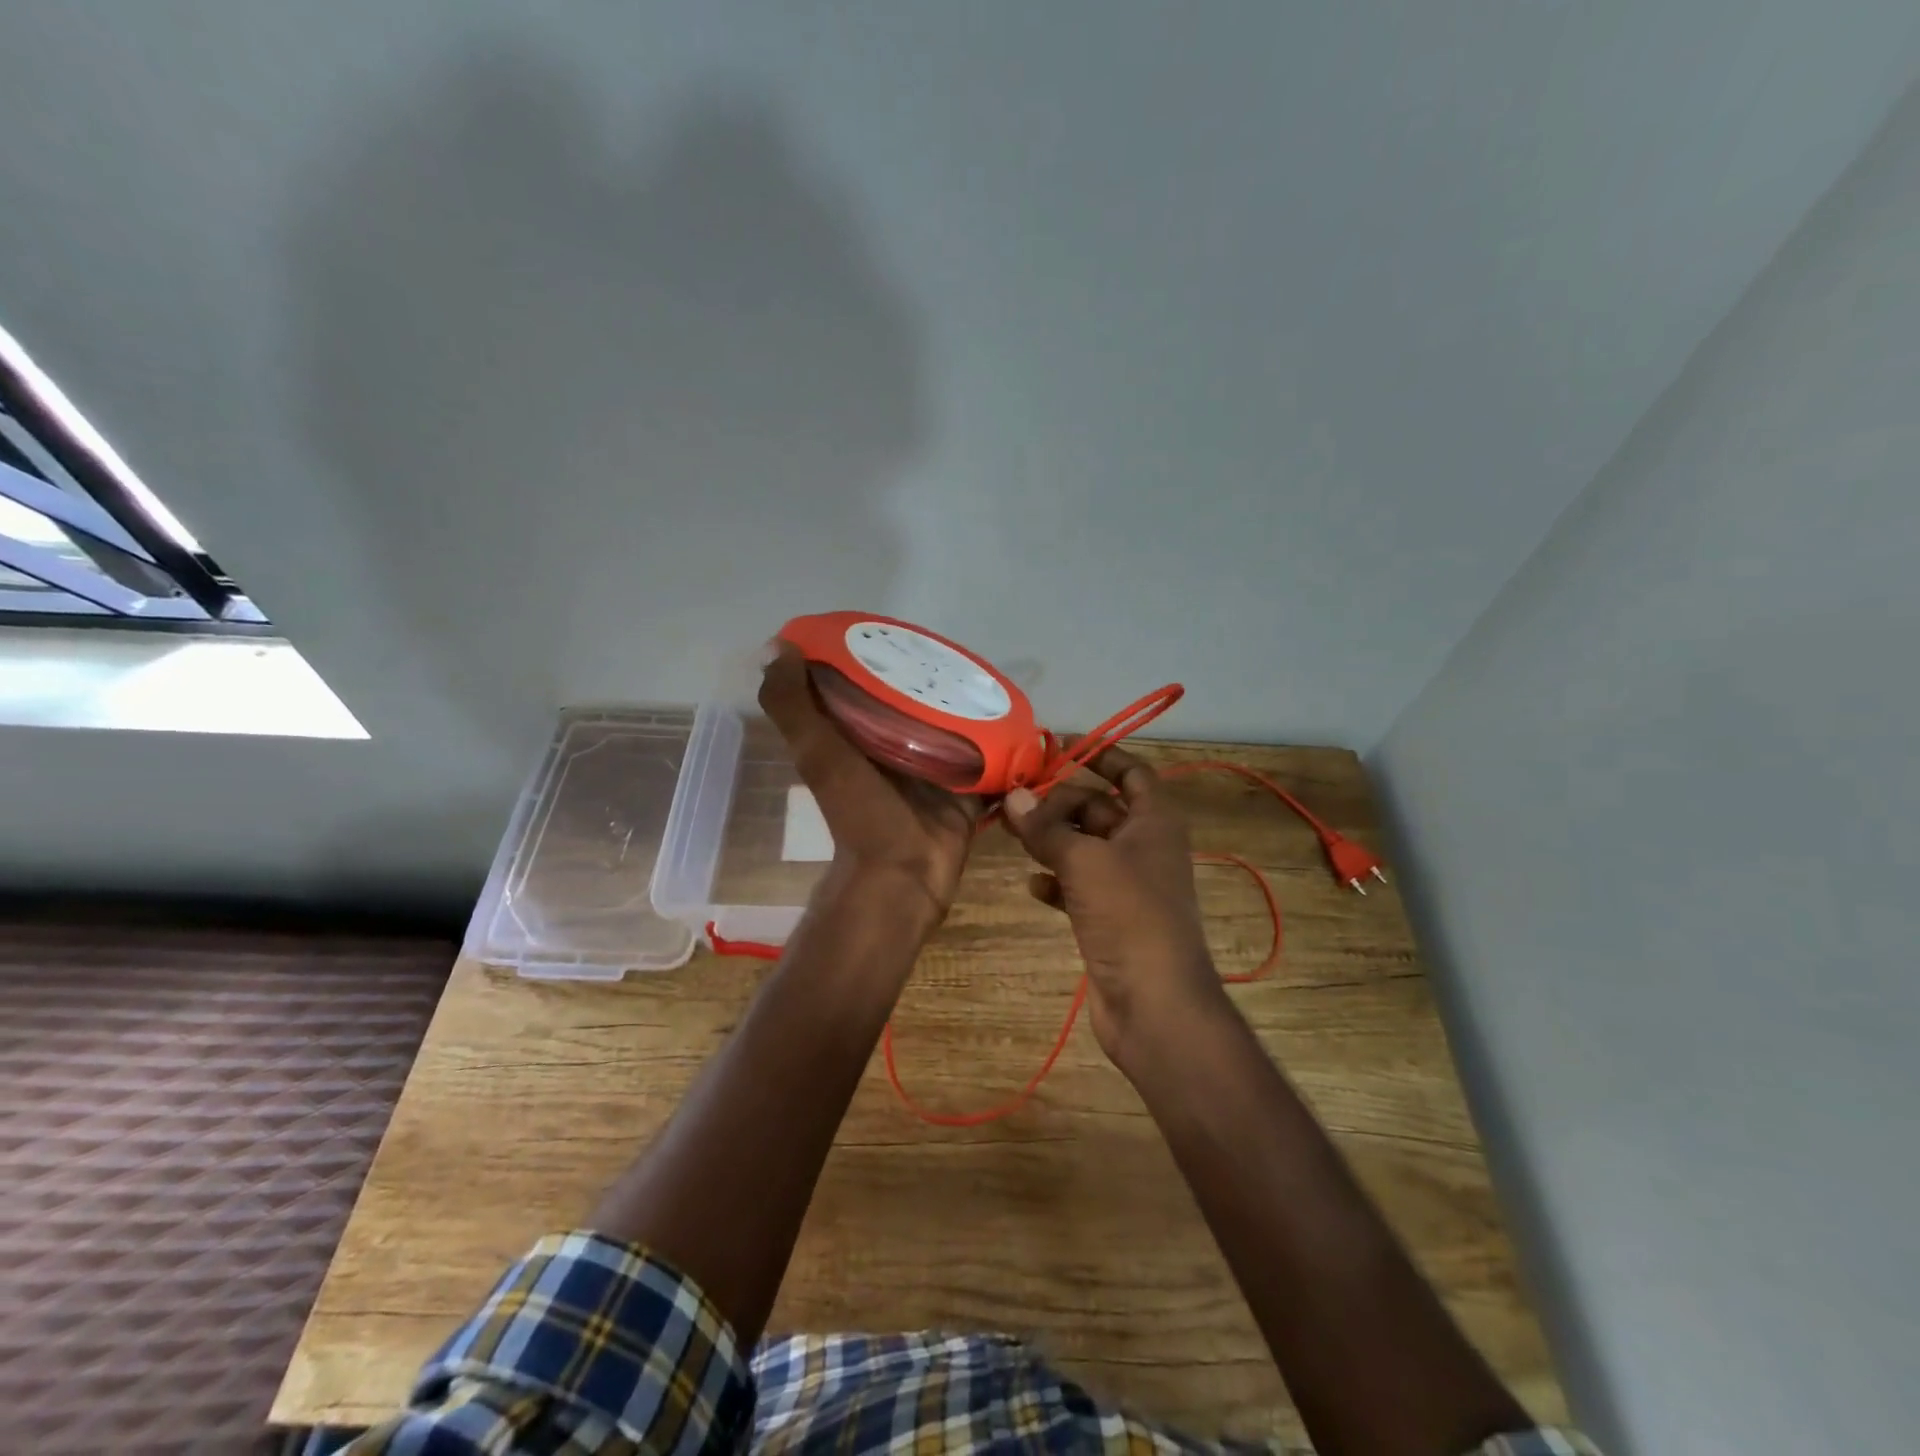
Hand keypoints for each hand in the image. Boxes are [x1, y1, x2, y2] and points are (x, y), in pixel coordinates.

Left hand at [759, 642, 979, 927]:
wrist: (903, 874)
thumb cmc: (859, 811)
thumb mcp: (818, 754)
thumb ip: (792, 706)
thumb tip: (776, 646)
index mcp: (858, 734)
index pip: (866, 683)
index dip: (875, 654)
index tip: (896, 627)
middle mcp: (895, 745)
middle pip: (916, 700)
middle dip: (933, 676)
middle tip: (960, 650)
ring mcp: (934, 766)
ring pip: (953, 723)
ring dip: (969, 703)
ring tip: (993, 675)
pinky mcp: (967, 784)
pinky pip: (988, 754)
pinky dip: (1000, 737)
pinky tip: (1019, 713)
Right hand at [1002, 747, 1227, 1064]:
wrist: (1155, 1003)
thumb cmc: (1129, 916)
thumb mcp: (1085, 862)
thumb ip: (1047, 828)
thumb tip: (1013, 797)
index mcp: (1155, 823)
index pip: (1133, 772)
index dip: (1102, 755)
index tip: (1061, 745)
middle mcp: (1144, 848)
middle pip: (1100, 809)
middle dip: (1061, 802)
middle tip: (1016, 799)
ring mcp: (1128, 886)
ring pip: (1085, 848)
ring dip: (1053, 840)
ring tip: (1013, 834)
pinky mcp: (1111, 919)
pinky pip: (1079, 887)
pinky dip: (1057, 881)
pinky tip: (1032, 885)